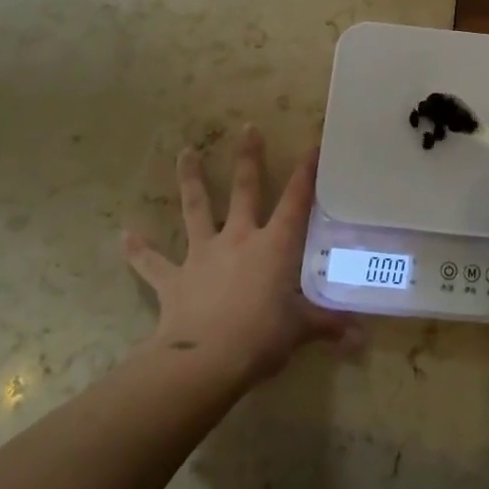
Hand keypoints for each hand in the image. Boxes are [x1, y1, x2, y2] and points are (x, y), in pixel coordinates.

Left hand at [124, 127, 357, 383]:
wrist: (204, 360)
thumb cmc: (261, 338)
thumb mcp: (301, 331)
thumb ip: (328, 326)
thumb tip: (363, 339)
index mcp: (274, 246)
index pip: (297, 201)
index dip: (307, 173)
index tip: (313, 146)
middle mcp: (239, 239)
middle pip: (245, 190)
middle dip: (248, 158)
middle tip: (247, 128)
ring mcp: (203, 255)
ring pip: (196, 209)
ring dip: (190, 180)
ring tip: (184, 153)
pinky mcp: (174, 279)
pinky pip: (153, 263)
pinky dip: (138, 250)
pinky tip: (124, 235)